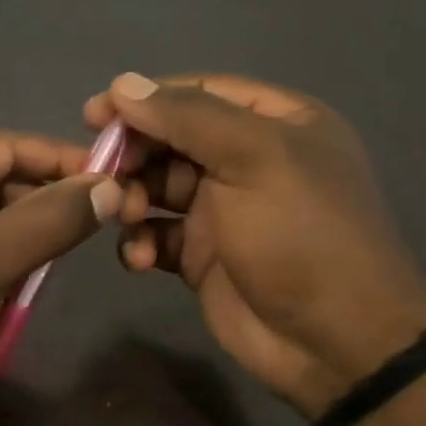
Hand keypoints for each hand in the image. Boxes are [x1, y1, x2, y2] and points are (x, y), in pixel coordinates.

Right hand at [83, 72, 425, 414]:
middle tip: (102, 173)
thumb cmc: (300, 234)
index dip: (146, 99)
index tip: (94, 115)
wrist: (331, 340)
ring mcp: (222, 211)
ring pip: (156, 187)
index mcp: (275, 124)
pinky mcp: (200, 256)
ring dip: (132, 199)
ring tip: (127, 217)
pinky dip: (139, 242)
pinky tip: (139, 259)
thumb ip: (187, 116)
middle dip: (134, 154)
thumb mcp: (253, 158)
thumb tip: (123, 84)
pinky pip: (155, 235)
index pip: (199, 92)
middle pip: (171, 140)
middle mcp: (247, 161)